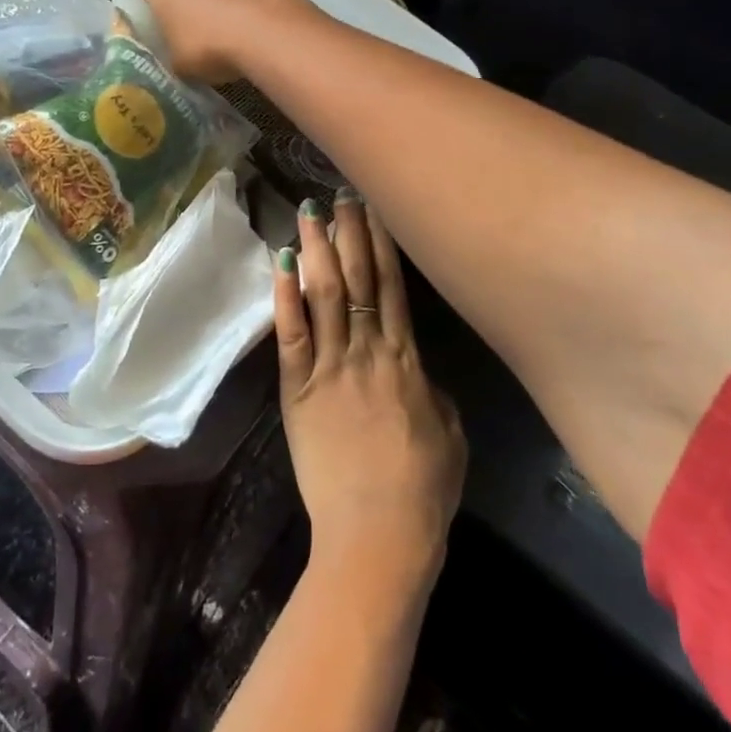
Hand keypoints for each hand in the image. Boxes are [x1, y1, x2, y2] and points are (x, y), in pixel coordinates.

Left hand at [276, 190, 466, 599]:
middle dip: (349, 234)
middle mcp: (368, 352)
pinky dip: (285, 297)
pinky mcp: (297, 390)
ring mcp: (330, 368)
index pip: (394, 288)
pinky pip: (291, 335)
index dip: (384, 246)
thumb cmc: (423, 491)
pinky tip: (280, 264)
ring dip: (316, 250)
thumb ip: (431, 390)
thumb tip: (416, 366)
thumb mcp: (450, 434)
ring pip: (324, 296)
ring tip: (309, 212)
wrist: (379, 536)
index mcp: (407, 361)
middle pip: (358, 280)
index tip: (376, 211)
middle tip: (341, 194)